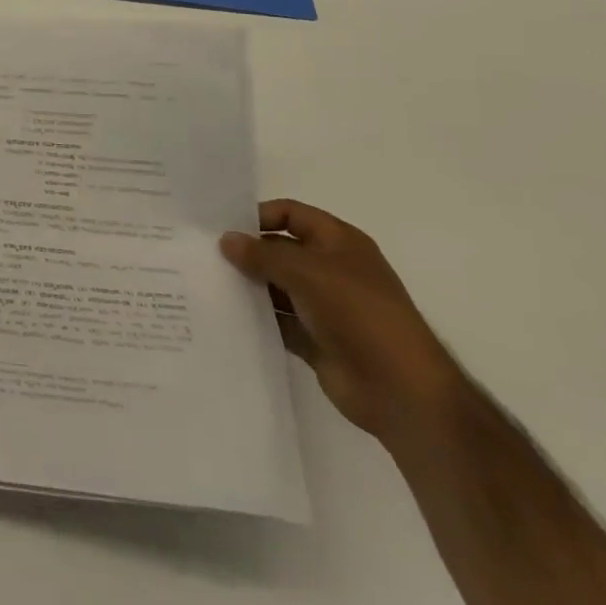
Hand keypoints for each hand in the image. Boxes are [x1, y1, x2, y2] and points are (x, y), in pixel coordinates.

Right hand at [221, 200, 466, 444]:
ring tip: (207, 284)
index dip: (259, 216)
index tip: (222, 228)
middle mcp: (331, 269)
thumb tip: (226, 240)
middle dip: (247, 253)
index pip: (291, 214)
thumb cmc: (359, 314)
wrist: (401, 390)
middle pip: (280, 250)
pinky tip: (226, 315)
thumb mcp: (307, 272)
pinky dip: (257, 318)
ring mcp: (324, 306)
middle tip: (204, 256)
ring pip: (276, 286)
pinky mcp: (315, 339)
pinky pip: (278, 321)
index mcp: (339, 242)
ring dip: (249, 286)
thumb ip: (262, 254)